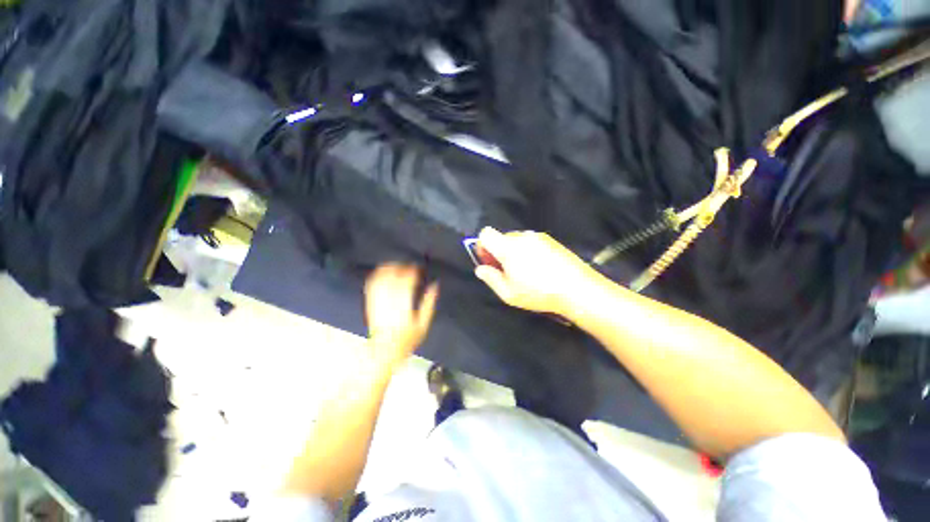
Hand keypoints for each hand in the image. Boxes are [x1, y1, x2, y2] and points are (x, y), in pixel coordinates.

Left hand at [364, 264, 438, 367]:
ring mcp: (378, 303)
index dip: (412, 272)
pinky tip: (382, 271)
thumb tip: (434, 285)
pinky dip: (376, 276)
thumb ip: (429, 304)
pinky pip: (371, 286)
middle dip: (401, 268)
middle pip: (393, 279)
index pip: (407, 283)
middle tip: (408, 265)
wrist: (384, 351)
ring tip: (396, 264)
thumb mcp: (423, 325)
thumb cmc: (407, 339)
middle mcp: (390, 303)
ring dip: (388, 269)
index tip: (417, 268)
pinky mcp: (370, 304)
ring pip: (381, 280)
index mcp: (404, 308)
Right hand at [473, 227, 600, 315]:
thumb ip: (491, 278)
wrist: (577, 288)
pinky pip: (531, 242)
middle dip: (499, 251)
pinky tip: (539, 268)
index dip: (482, 245)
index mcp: (508, 247)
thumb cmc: (539, 293)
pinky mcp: (551, 240)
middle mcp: (522, 236)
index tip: (489, 261)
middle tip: (507, 271)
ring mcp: (538, 237)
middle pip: (501, 237)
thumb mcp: (509, 293)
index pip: (486, 233)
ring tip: (525, 272)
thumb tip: (481, 269)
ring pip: (517, 240)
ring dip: (514, 252)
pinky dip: (528, 251)